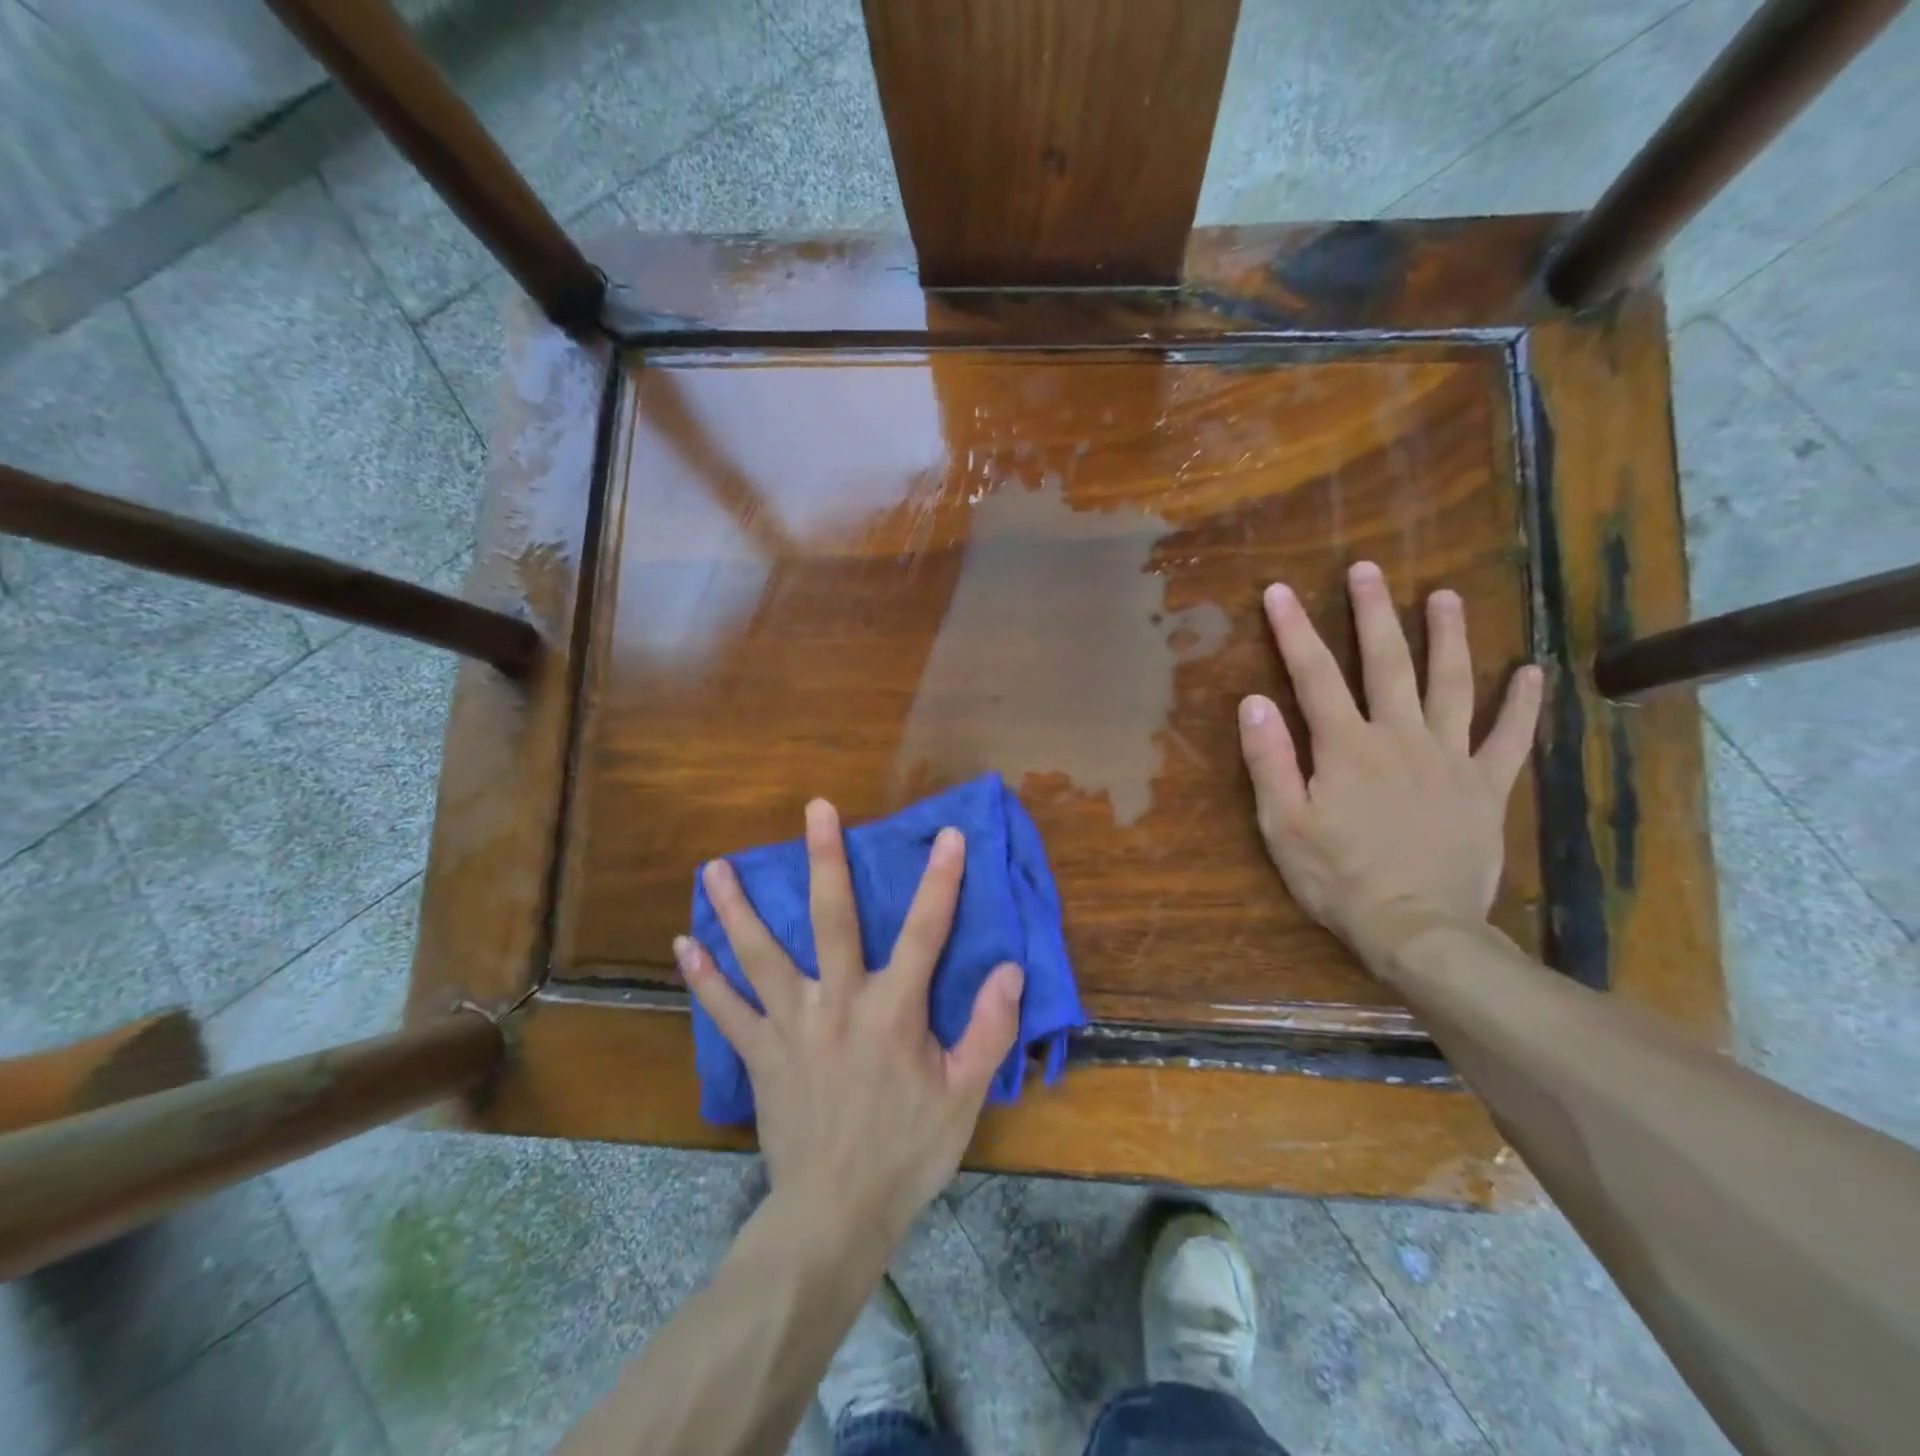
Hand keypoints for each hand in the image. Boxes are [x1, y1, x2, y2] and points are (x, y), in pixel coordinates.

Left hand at [676, 801, 1024, 1246]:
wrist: (836, 1214)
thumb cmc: (907, 1152)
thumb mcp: (964, 1095)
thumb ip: (989, 1029)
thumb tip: (1010, 969)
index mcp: (893, 1010)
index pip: (924, 932)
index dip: (940, 881)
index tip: (948, 835)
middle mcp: (838, 1003)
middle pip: (831, 920)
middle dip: (825, 860)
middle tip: (814, 810)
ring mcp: (791, 1026)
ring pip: (760, 956)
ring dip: (737, 909)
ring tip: (714, 868)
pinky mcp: (760, 1054)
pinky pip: (725, 1012)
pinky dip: (704, 979)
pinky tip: (684, 946)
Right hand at [1238, 561, 1542, 967]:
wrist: (1417, 929)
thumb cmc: (1338, 879)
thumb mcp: (1284, 825)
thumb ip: (1270, 761)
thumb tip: (1253, 702)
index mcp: (1346, 747)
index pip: (1313, 676)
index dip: (1293, 631)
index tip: (1280, 590)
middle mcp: (1400, 738)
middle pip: (1387, 664)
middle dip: (1374, 613)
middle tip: (1368, 569)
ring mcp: (1450, 759)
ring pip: (1451, 685)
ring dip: (1448, 637)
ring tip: (1446, 596)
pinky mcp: (1486, 787)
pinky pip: (1509, 738)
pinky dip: (1521, 704)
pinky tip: (1530, 672)